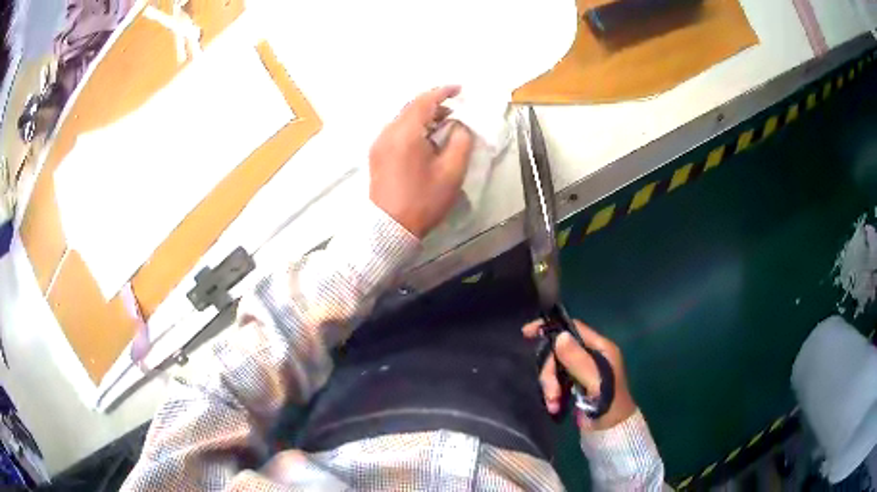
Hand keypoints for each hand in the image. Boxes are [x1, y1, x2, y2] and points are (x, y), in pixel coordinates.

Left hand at [369, 86, 473, 237]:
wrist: (390, 228)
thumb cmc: (423, 200)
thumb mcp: (452, 171)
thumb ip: (460, 141)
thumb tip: (458, 126)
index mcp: (405, 133)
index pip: (424, 101)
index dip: (443, 92)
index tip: (460, 89)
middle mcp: (387, 132)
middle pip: (411, 108)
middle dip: (434, 105)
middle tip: (455, 113)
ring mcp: (378, 143)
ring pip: (403, 119)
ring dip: (423, 117)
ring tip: (443, 127)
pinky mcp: (376, 154)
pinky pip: (396, 131)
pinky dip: (413, 128)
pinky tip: (425, 140)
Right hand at [523, 320, 636, 430]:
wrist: (610, 431)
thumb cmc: (608, 404)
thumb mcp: (594, 381)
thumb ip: (578, 359)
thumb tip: (560, 335)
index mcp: (601, 348)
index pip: (573, 328)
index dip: (552, 329)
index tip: (527, 333)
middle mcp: (592, 355)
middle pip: (560, 351)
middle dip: (550, 371)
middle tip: (551, 393)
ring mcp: (582, 370)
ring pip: (555, 368)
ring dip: (550, 386)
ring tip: (553, 404)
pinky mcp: (575, 384)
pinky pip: (556, 381)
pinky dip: (552, 393)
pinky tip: (554, 406)